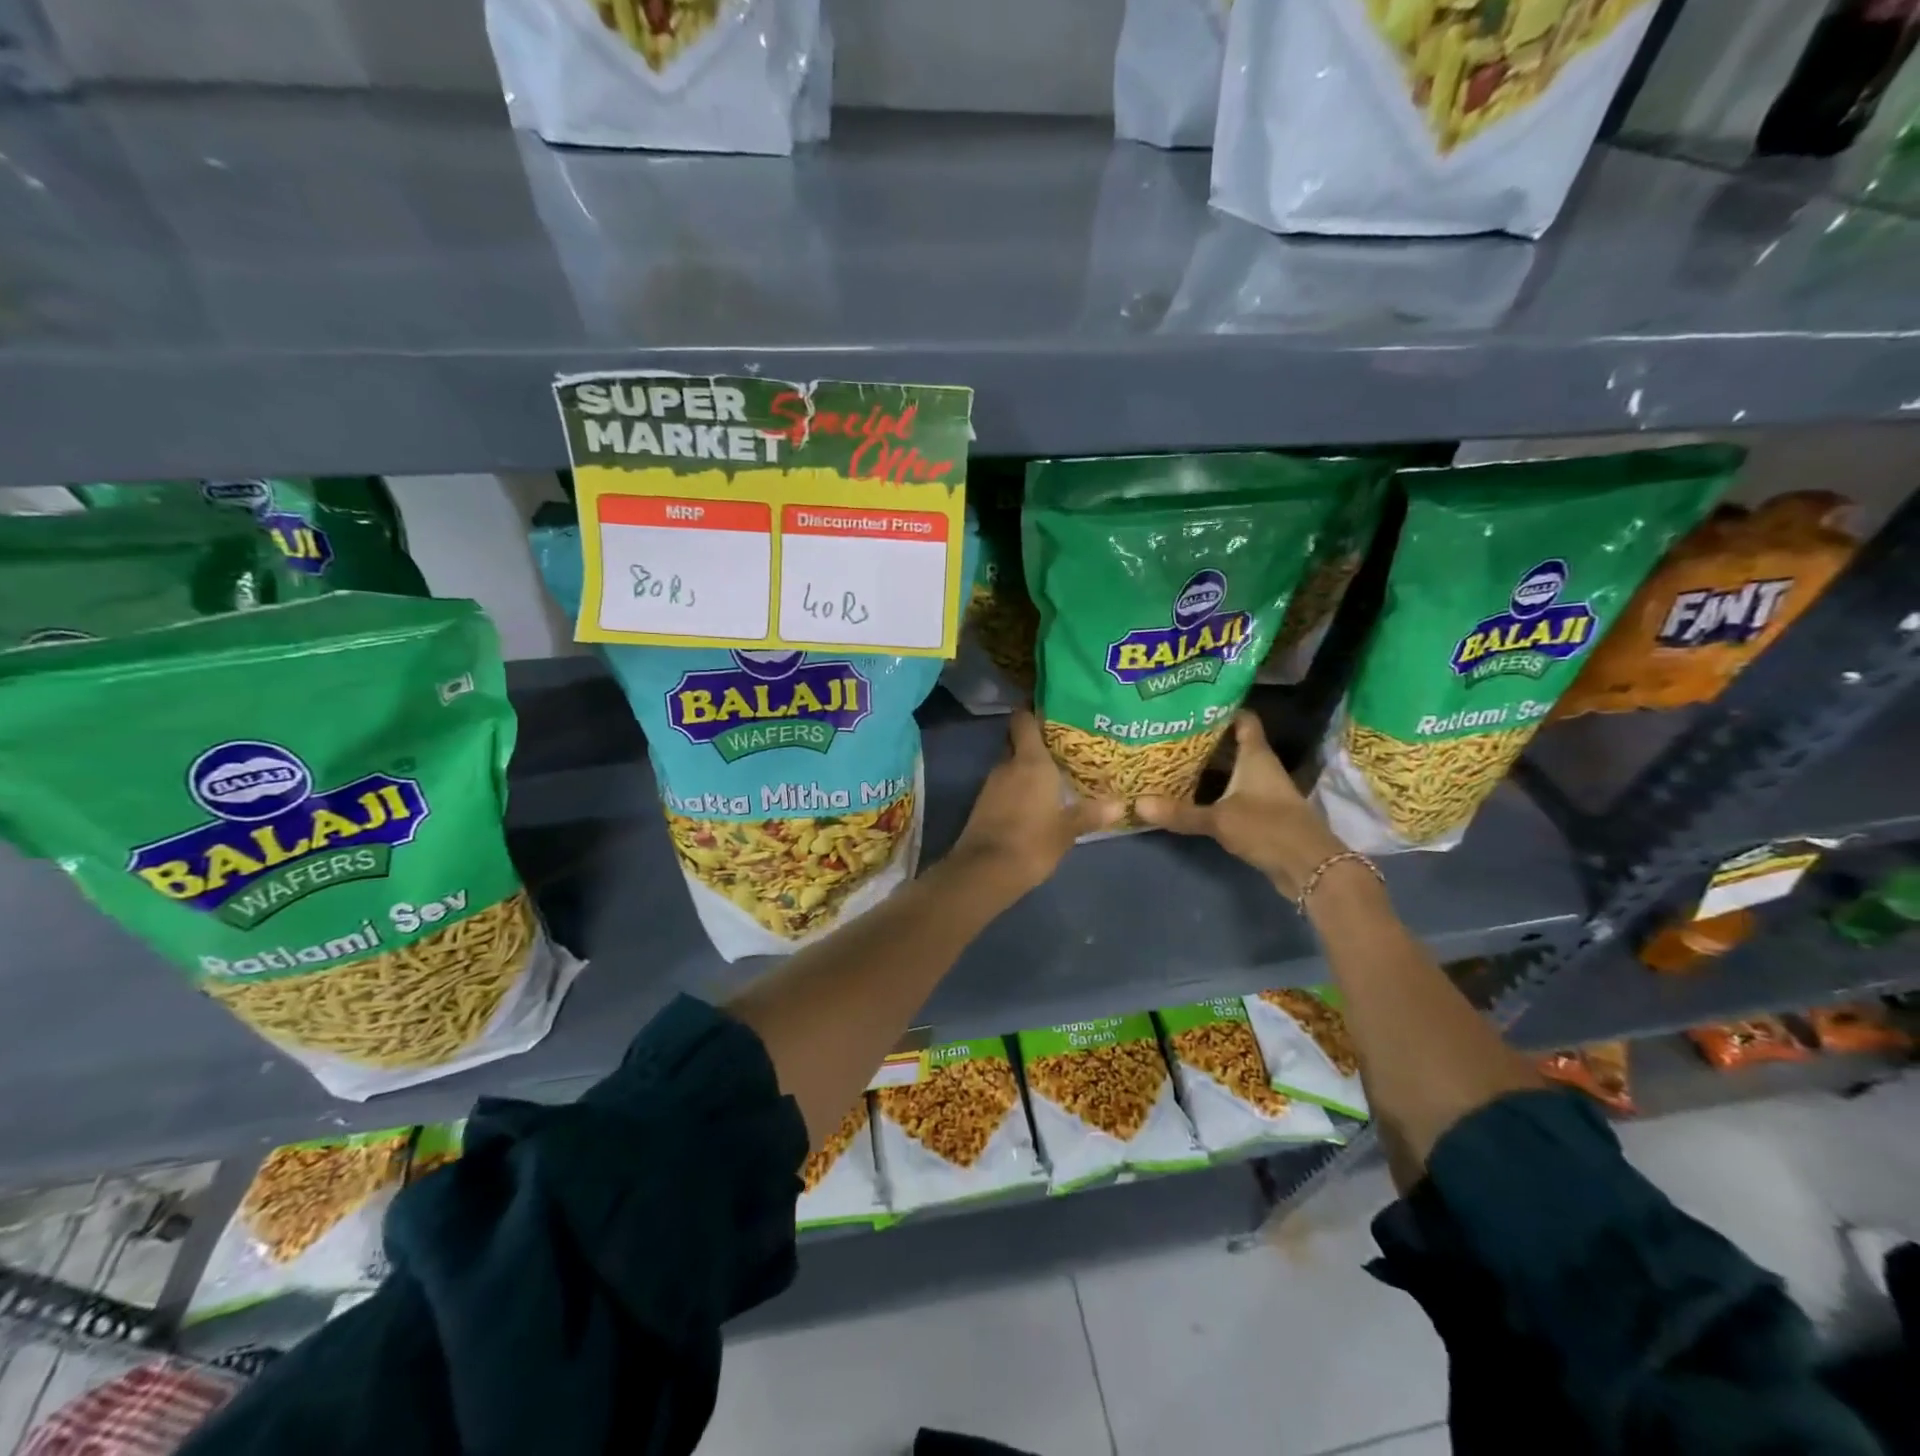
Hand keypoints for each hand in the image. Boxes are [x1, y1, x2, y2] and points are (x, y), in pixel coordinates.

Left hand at [948, 710, 1123, 897]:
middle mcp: (1008, 765)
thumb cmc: (1032, 842)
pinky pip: (1004, 784)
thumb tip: (1120, 803)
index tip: (1051, 708)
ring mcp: (992, 784)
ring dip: (1027, 766)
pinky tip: (1036, 797)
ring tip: (1055, 771)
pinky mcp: (984, 803)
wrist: (985, 871)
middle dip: (1035, 741)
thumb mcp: (1067, 830)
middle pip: (1018, 741)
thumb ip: (1091, 813)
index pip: (1024, 720)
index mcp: (1030, 761)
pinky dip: (1017, 785)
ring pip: (1011, 764)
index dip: (1033, 710)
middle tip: (1062, 744)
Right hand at [1135, 711, 1347, 897]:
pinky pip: (1231, 793)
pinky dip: (1212, 791)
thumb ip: (1181, 812)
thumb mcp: (1220, 819)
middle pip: (1232, 744)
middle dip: (1204, 739)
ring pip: (1230, 770)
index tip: (1192, 704)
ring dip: (1207, 767)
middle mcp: (1260, 768)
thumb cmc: (1269, 828)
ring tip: (1171, 759)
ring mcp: (1262, 791)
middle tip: (1169, 733)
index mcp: (1256, 756)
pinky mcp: (1260, 814)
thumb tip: (1138, 804)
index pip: (1243, 719)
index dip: (1221, 708)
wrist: (1309, 867)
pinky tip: (1188, 793)